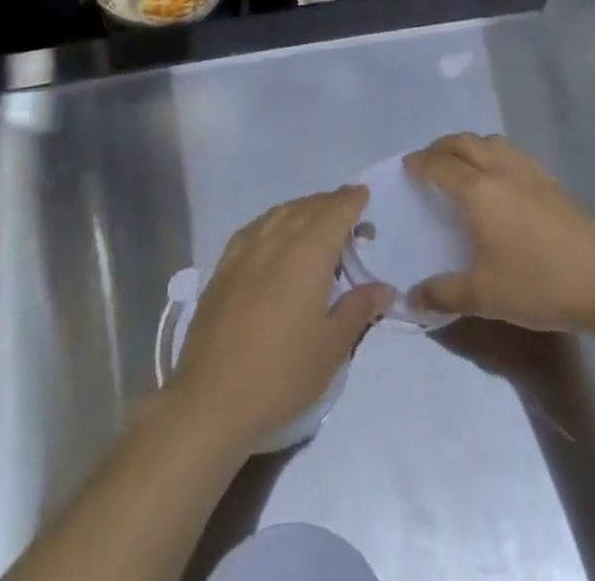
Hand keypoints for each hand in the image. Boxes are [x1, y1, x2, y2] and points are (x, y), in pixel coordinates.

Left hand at [168, 186, 391, 454]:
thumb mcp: (331, 348)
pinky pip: (256, 227)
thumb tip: (384, 287)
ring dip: (303, 209)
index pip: (335, 212)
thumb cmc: (281, 375)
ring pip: (280, 213)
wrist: (211, 400)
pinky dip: (275, 221)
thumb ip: (358, 309)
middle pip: (308, 207)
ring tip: (317, 220)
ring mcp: (245, 250)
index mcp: (308, 254)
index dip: (351, 200)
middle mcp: (276, 240)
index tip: (364, 195)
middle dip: (331, 204)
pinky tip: (276, 236)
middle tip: (349, 213)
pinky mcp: (223, 267)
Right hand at [405, 134, 594, 335]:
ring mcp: (531, 173)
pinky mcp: (553, 182)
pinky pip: (513, 153)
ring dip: (470, 145)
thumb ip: (445, 294)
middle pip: (465, 142)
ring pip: (492, 142)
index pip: (441, 165)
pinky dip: (494, 154)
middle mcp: (501, 171)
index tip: (407, 166)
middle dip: (442, 146)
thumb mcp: (485, 296)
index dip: (420, 163)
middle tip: (428, 161)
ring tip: (461, 164)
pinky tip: (500, 179)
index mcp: (479, 191)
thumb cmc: (540, 284)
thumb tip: (412, 297)